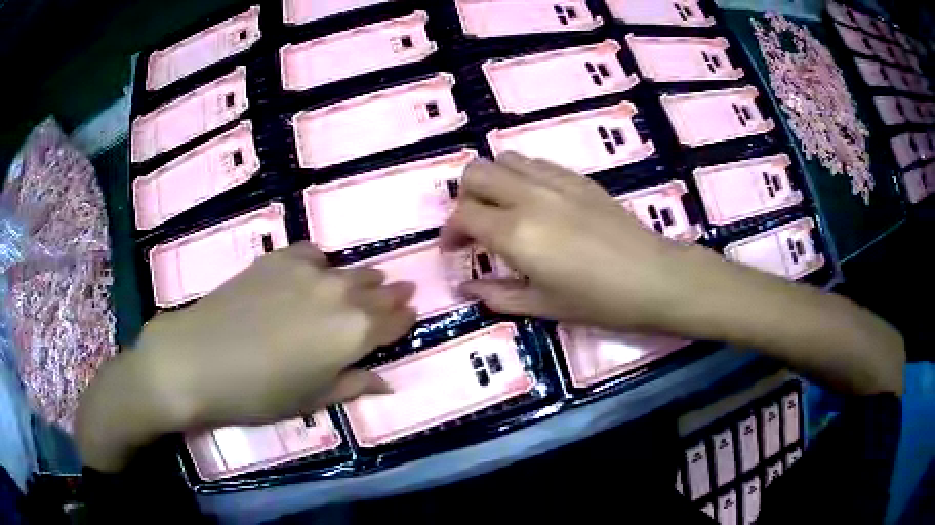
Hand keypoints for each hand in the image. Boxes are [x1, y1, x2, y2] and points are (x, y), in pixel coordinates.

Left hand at [77, 243, 415, 470]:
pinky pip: (313, 253)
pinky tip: (316, 272)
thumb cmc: (259, 393)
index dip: (405, 318)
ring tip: (368, 283)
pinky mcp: (278, 259)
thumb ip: (354, 385)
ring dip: (364, 279)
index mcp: (352, 334)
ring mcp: (307, 272)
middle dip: (392, 294)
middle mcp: (338, 295)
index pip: (393, 321)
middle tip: (402, 293)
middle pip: (377, 290)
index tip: (413, 313)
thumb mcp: (312, 400)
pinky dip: (322, 263)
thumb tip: (387, 382)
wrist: (199, 359)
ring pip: (349, 270)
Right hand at [441, 152, 700, 332]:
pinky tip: (535, 203)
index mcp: (516, 232)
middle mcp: (529, 196)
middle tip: (476, 227)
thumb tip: (466, 287)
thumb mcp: (543, 306)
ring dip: (493, 181)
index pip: (464, 214)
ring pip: (505, 158)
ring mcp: (556, 181)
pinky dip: (521, 175)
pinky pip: (536, 163)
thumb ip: (497, 294)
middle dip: (465, 197)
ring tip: (503, 210)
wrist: (654, 278)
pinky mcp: (578, 178)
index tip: (454, 250)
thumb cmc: (599, 301)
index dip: (450, 231)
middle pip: (477, 172)